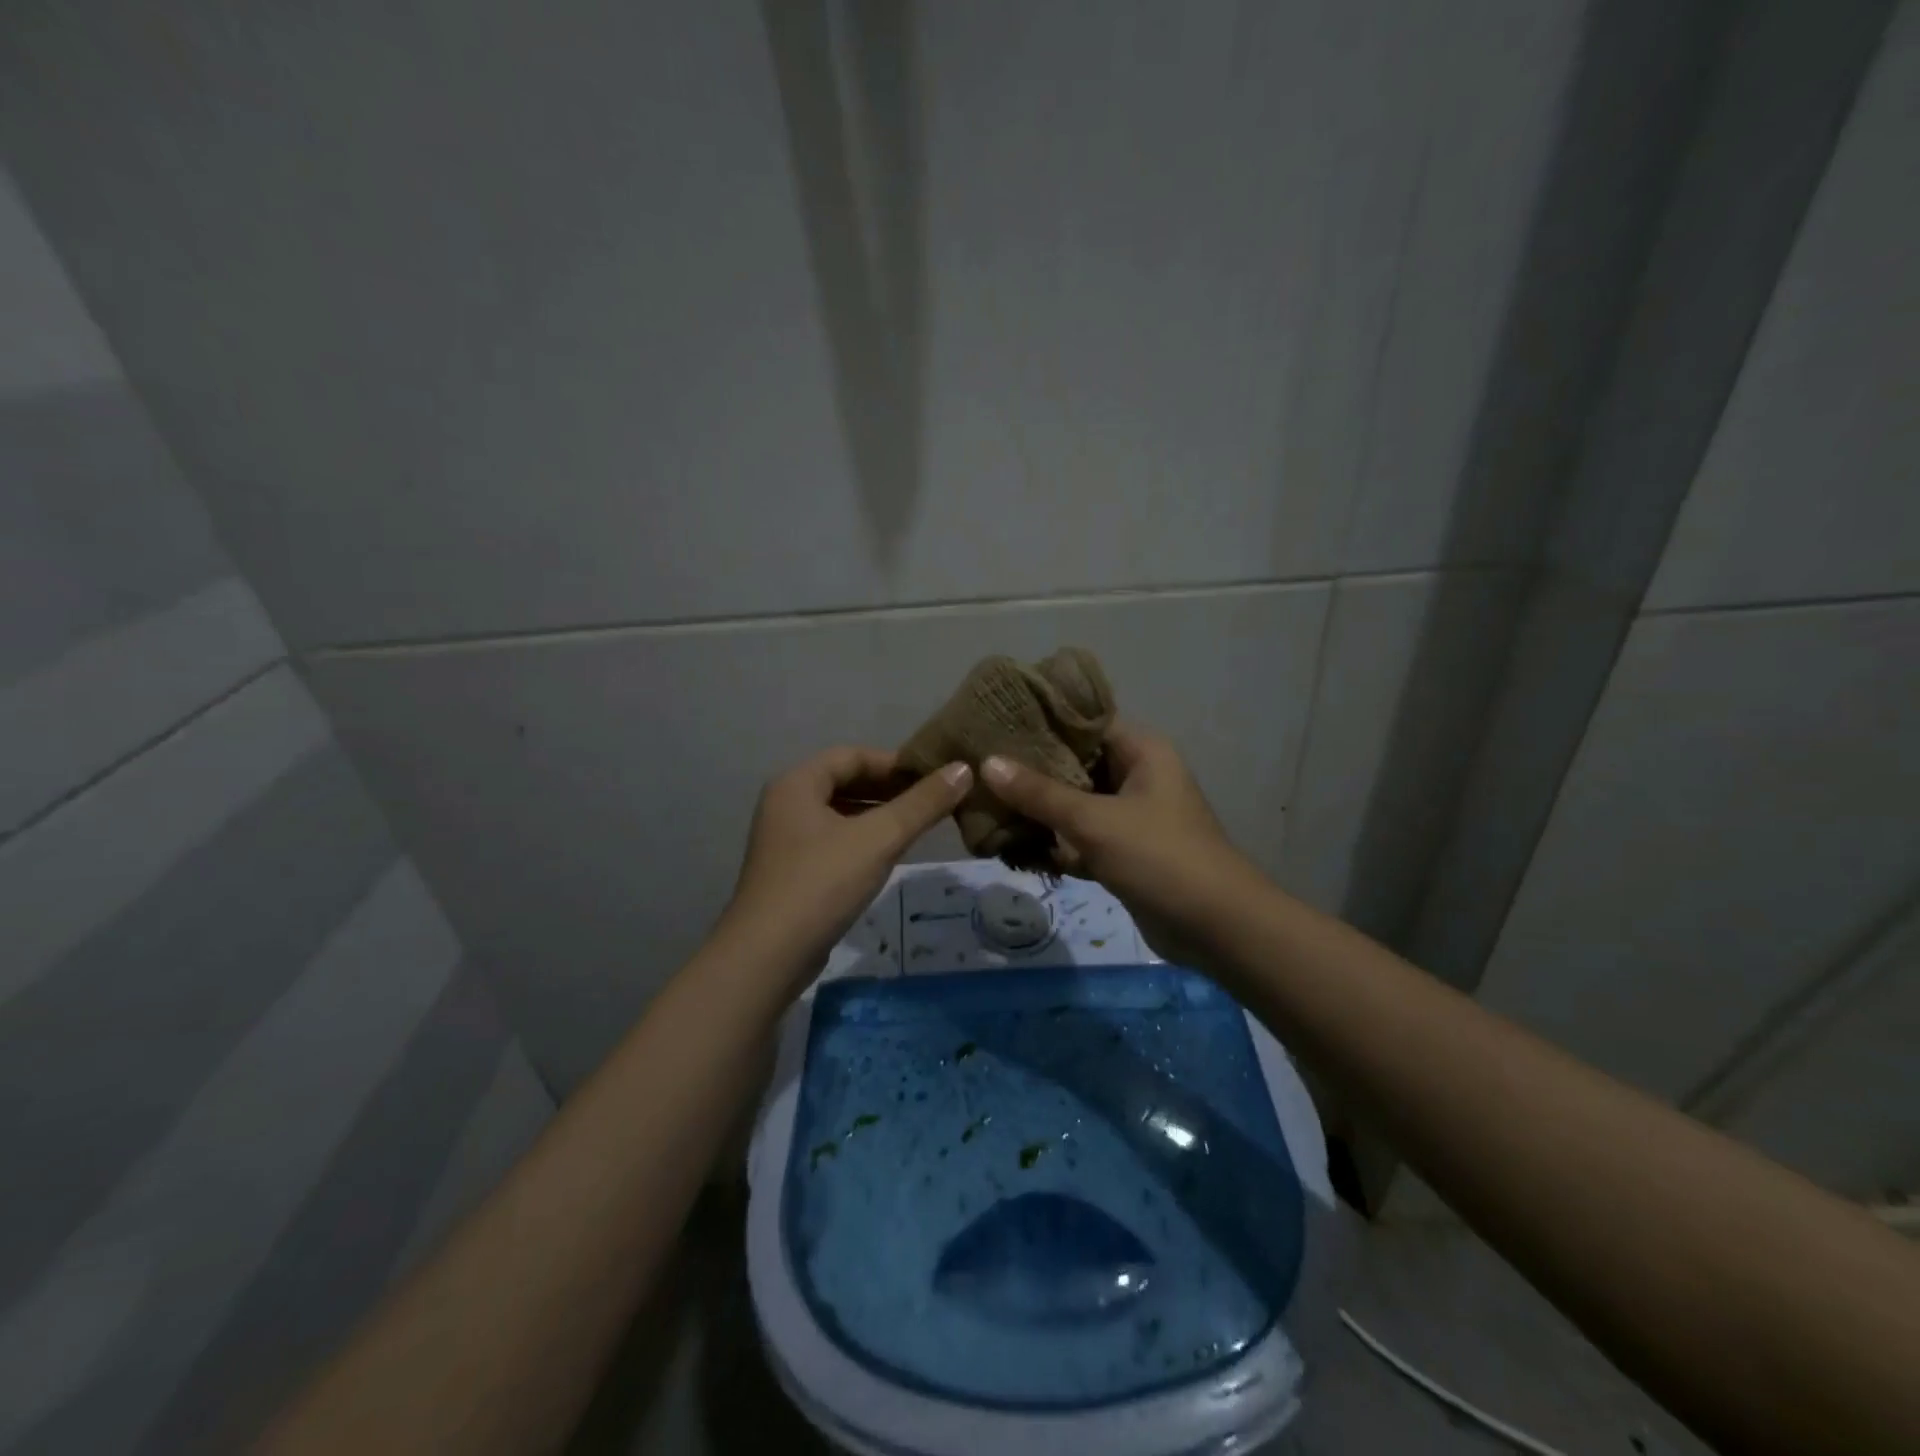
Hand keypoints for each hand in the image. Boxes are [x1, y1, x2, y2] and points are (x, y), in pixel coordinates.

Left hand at [717, 747, 970, 989]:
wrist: (767, 957)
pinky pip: (832, 841)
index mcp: (797, 784)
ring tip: (918, 826)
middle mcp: (785, 804)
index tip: (933, 776)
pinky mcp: (790, 872)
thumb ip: (922, 803)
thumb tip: (964, 768)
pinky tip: (887, 857)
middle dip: (889, 790)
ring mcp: (784, 841)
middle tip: (932, 801)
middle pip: (844, 783)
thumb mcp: (879, 839)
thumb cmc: (822, 884)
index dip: (894, 763)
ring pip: (839, 814)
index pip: (852, 756)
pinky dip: (862, 840)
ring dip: (877, 816)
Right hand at [981, 725, 1256, 964]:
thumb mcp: (1095, 821)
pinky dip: (1054, 844)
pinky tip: (1011, 846)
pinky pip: (1081, 839)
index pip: (1084, 724)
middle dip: (1031, 771)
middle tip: (980, 767)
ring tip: (985, 804)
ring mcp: (1131, 817)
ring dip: (1039, 811)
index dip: (1041, 724)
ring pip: (1075, 804)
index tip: (995, 726)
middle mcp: (1137, 776)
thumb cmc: (1159, 857)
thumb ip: (1040, 793)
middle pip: (1075, 765)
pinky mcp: (1124, 853)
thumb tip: (987, 764)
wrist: (1216, 928)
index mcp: (1141, 751)